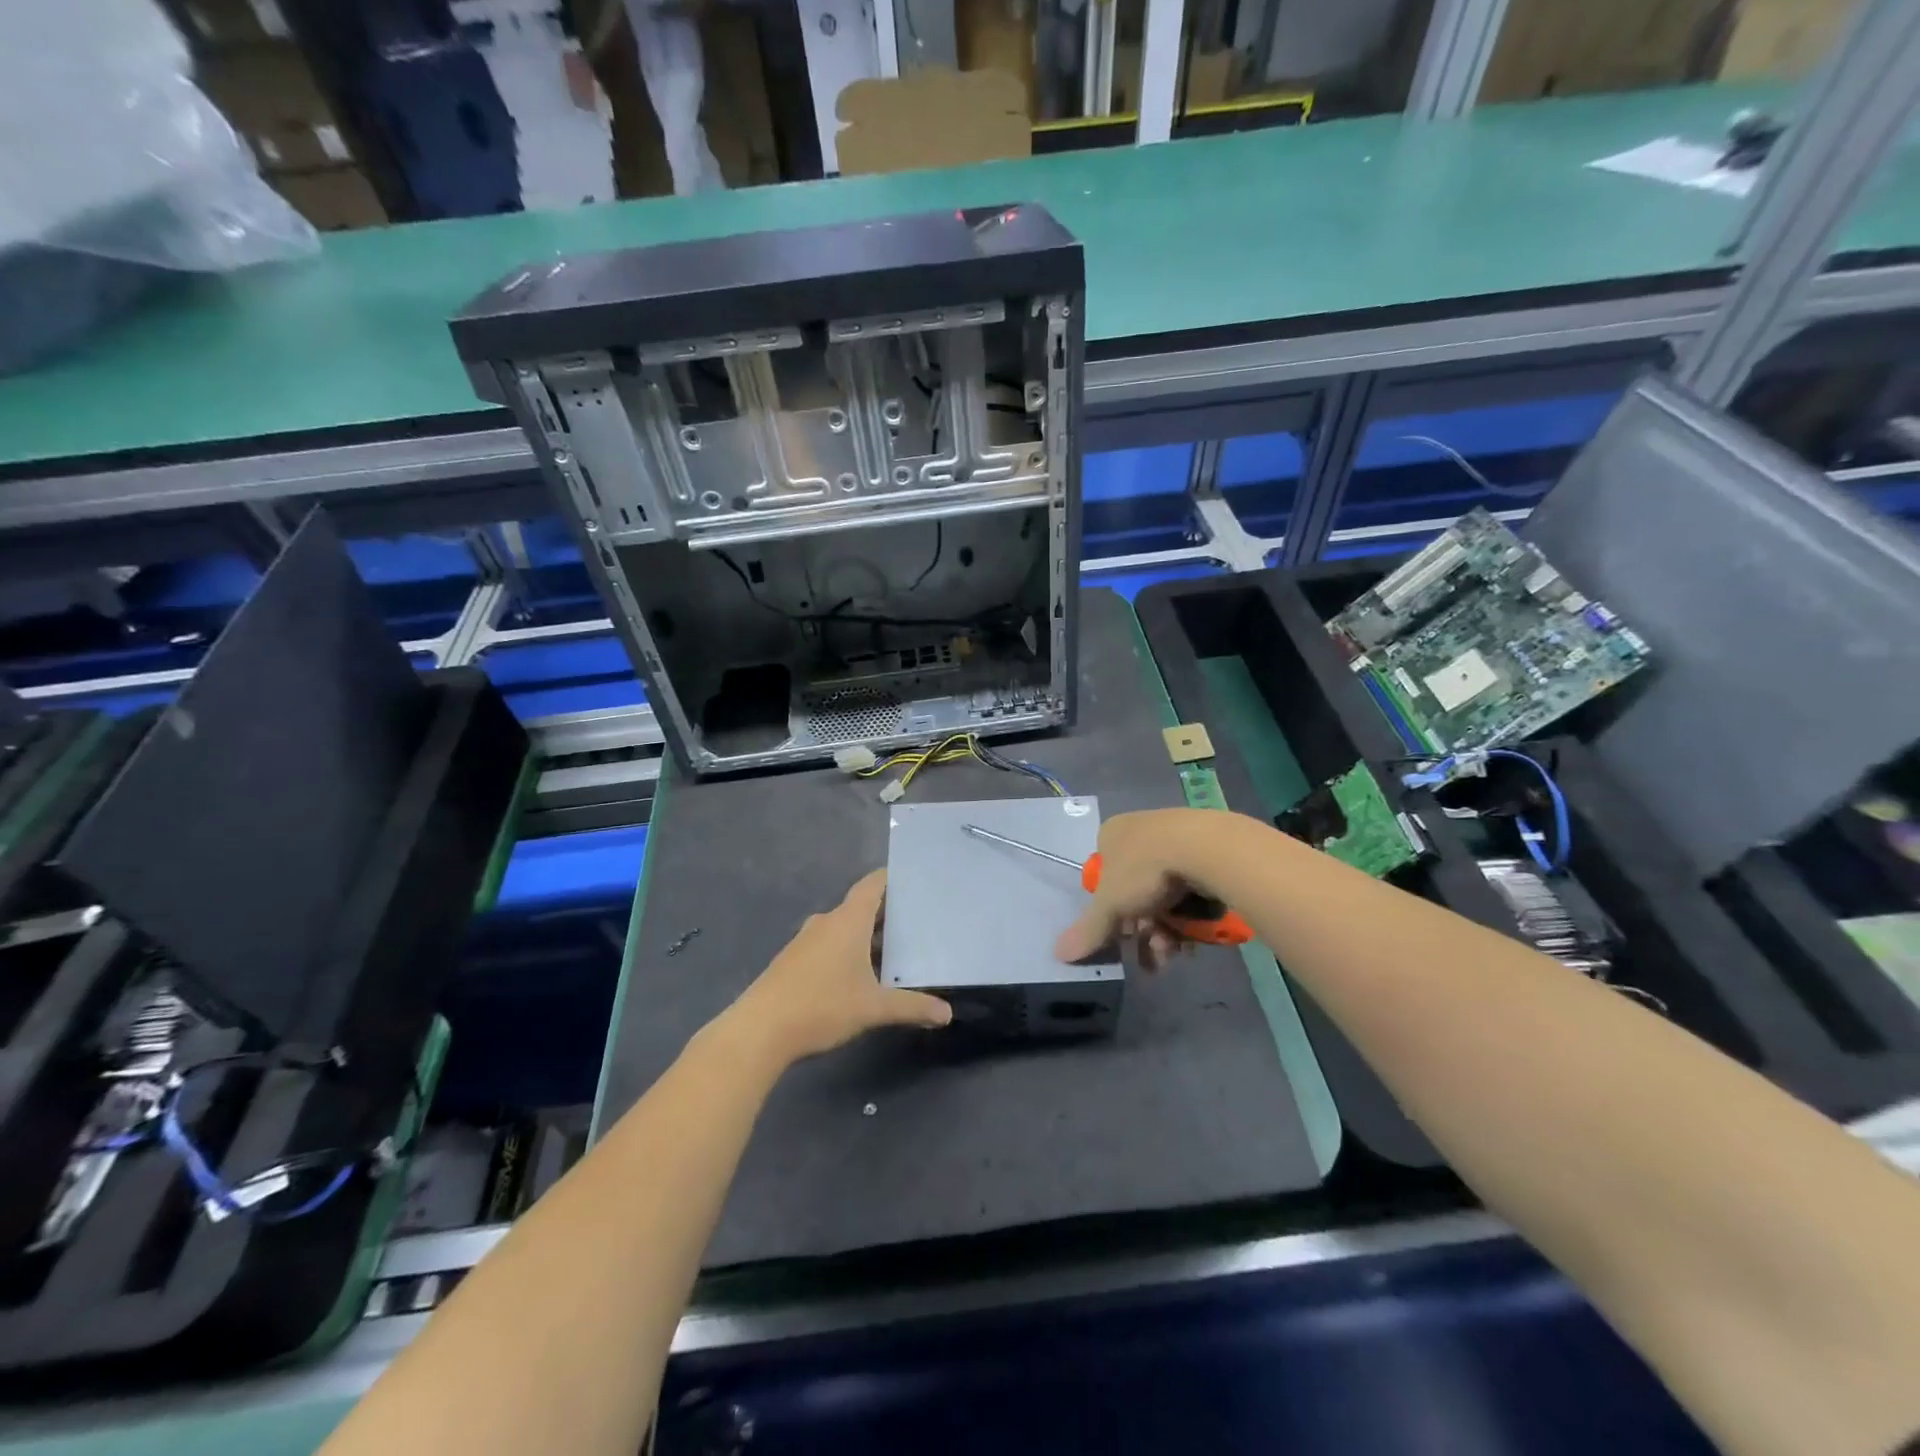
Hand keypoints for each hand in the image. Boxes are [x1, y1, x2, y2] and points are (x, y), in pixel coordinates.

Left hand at [729, 869, 951, 1064]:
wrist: (759, 1031)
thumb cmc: (821, 1006)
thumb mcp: (873, 1008)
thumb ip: (912, 1007)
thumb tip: (947, 1014)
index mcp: (847, 920)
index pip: (873, 884)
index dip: (893, 879)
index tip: (916, 881)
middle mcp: (826, 922)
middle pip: (860, 906)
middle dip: (887, 914)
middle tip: (917, 922)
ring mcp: (806, 941)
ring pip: (843, 928)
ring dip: (866, 936)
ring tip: (894, 951)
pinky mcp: (792, 961)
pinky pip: (828, 945)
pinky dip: (847, 951)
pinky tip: (859, 975)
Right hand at [1054, 808, 1220, 969]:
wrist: (1207, 849)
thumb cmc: (1146, 868)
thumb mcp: (1110, 904)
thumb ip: (1089, 930)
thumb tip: (1059, 954)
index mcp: (1112, 834)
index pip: (1103, 875)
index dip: (1110, 910)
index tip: (1121, 935)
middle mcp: (1141, 831)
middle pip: (1136, 892)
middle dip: (1143, 931)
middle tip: (1151, 958)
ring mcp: (1176, 839)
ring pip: (1165, 896)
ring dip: (1167, 931)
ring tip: (1176, 954)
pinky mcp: (1206, 851)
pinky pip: (1192, 890)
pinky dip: (1190, 917)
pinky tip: (1196, 939)